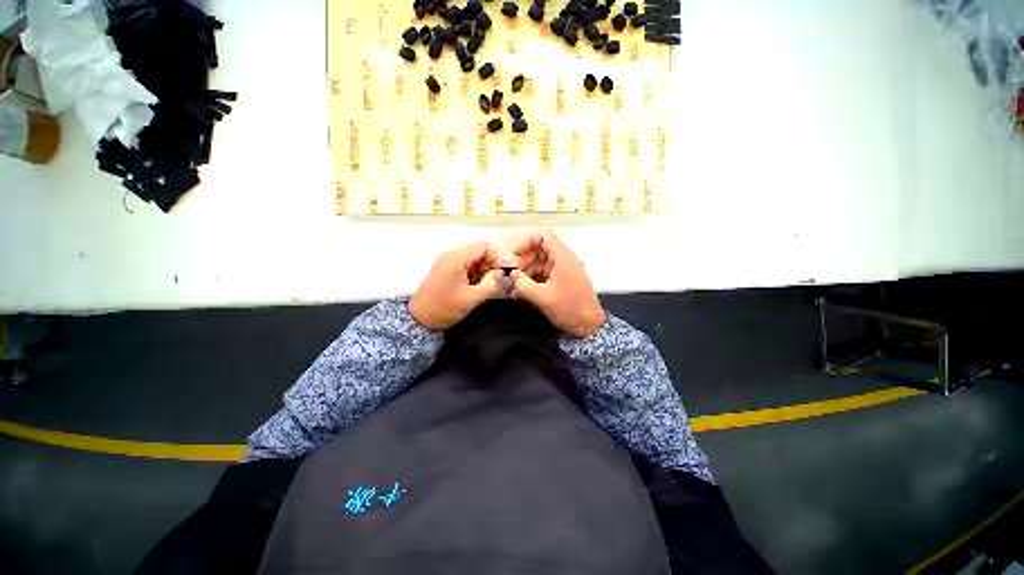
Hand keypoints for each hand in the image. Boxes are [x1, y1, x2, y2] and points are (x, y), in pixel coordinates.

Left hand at [409, 243, 504, 329]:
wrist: (419, 319)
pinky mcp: (447, 270)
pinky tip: (478, 286)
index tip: (503, 272)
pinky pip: (466, 266)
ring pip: (474, 259)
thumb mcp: (471, 299)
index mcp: (456, 259)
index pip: (483, 247)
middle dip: (490, 265)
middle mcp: (451, 256)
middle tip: (497, 281)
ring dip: (483, 270)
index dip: (497, 257)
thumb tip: (501, 273)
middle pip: (479, 252)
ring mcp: (448, 262)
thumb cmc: (444, 308)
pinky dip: (475, 274)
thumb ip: (490, 285)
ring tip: (488, 286)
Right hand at [510, 231, 605, 336]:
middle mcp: (564, 260)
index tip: (515, 255)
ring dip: (528, 270)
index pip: (544, 237)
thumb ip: (523, 284)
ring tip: (517, 284)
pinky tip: (525, 290)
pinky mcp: (564, 281)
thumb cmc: (569, 308)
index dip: (527, 242)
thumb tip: (512, 275)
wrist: (589, 326)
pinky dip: (535, 278)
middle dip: (525, 258)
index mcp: (562, 257)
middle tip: (515, 272)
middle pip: (541, 249)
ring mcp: (565, 271)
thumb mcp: (542, 297)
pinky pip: (546, 273)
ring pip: (542, 262)